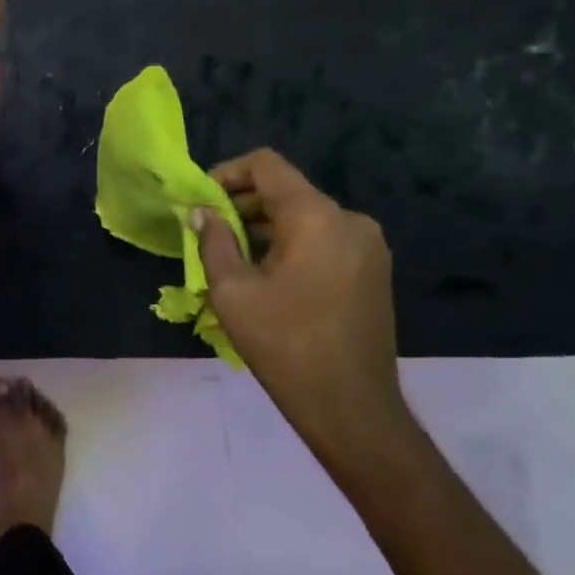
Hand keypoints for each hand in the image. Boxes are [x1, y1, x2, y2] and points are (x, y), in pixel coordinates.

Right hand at [194, 149, 414, 468]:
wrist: (352, 409)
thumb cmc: (285, 344)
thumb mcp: (232, 290)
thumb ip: (214, 241)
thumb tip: (202, 212)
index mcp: (316, 216)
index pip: (266, 165)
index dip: (227, 173)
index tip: (201, 201)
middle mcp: (349, 220)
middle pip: (286, 190)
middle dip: (242, 204)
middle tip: (207, 231)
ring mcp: (367, 247)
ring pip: (305, 217)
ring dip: (265, 227)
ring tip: (231, 256)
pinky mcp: (373, 272)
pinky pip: (324, 240)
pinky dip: (291, 244)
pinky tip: (266, 275)